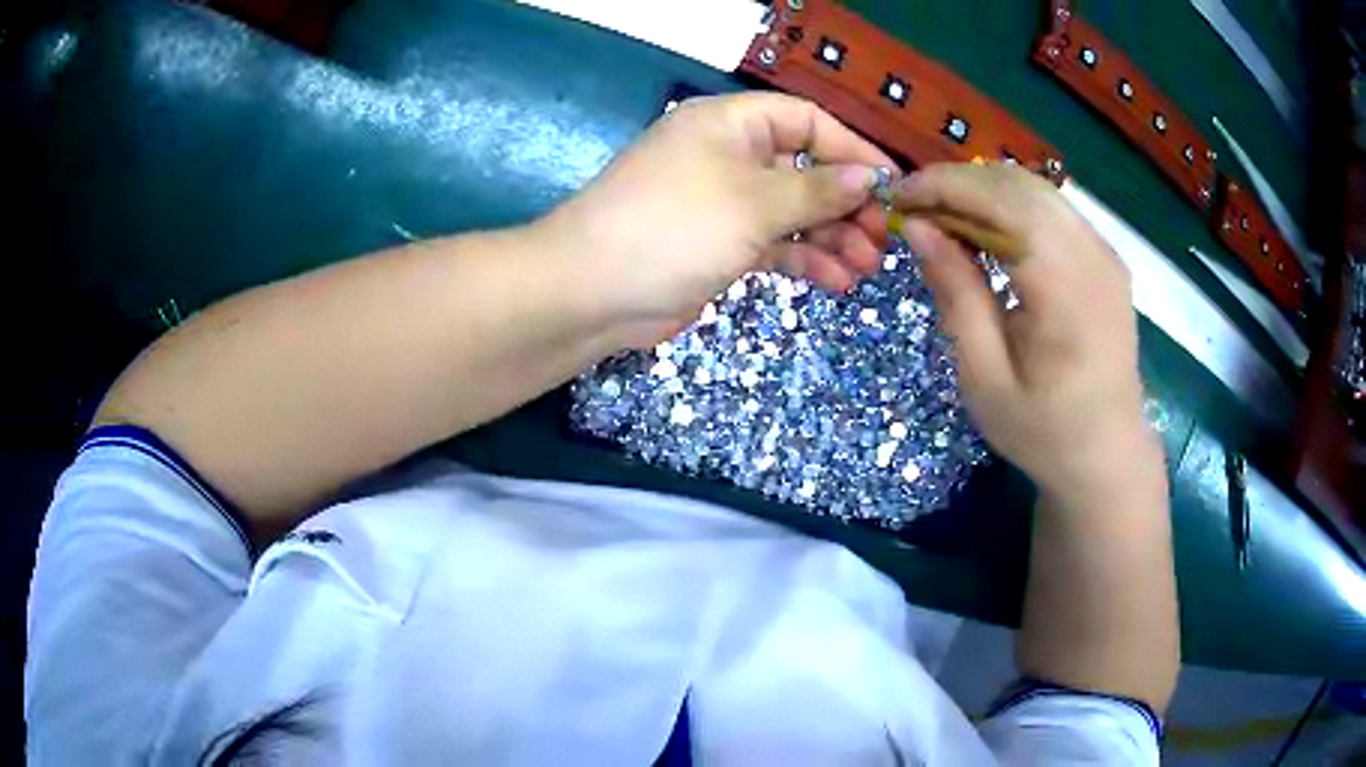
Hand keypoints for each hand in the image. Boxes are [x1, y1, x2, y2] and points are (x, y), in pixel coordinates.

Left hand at [538, 93, 894, 339]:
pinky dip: (805, 260)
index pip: (806, 121)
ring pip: (793, 212)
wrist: (592, 291)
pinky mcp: (719, 245)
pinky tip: (837, 281)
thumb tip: (869, 178)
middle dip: (846, 203)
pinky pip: (774, 245)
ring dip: (832, 238)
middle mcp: (729, 156)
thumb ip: (817, 190)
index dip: (852, 149)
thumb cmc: (675, 226)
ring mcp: (723, 203)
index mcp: (731, 124)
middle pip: (804, 169)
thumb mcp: (754, 202)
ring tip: (867, 267)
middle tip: (883, 239)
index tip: (891, 184)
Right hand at [891, 163, 1158, 496]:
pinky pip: (1052, 209)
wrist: (1107, 454)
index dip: (946, 187)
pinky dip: (1009, 206)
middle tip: (913, 205)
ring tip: (941, 216)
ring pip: (1036, 189)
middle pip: (1020, 185)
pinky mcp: (1105, 257)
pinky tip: (984, 231)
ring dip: (983, 190)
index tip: (897, 195)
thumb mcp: (985, 378)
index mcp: (1067, 291)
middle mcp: (1094, 256)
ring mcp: (1106, 253)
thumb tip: (919, 228)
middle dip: (959, 182)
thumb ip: (956, 294)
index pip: (1004, 203)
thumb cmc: (1043, 431)